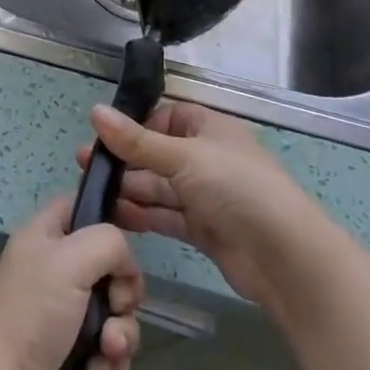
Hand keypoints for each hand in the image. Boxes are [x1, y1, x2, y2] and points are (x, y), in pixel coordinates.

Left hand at [0, 194, 143, 369]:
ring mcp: (65, 315)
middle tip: (116, 303)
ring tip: (108, 347)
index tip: (134, 232)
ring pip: (116, 312)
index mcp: (45, 236)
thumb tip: (125, 263)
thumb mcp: (70, 260)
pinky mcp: (74, 356)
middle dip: (124, 289)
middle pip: (109, 264)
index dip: (108, 213)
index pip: (80, 205)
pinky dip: (111, 362)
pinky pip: (110, 350)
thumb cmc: (33, 313)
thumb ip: (108, 243)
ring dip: (122, 332)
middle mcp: (55, 270)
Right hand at [81, 99, 324, 310]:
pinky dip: (143, 214)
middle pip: (158, 153)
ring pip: (159, 186)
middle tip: (84, 164)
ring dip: (129, 188)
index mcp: (209, 128)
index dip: (137, 124)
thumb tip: (95, 111)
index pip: (166, 117)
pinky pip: (166, 215)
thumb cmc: (236, 188)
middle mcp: (207, 157)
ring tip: (91, 191)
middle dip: (124, 159)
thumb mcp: (184, 157)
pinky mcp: (204, 229)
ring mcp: (206, 195)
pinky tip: (115, 215)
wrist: (285, 257)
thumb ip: (137, 140)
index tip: (103, 134)